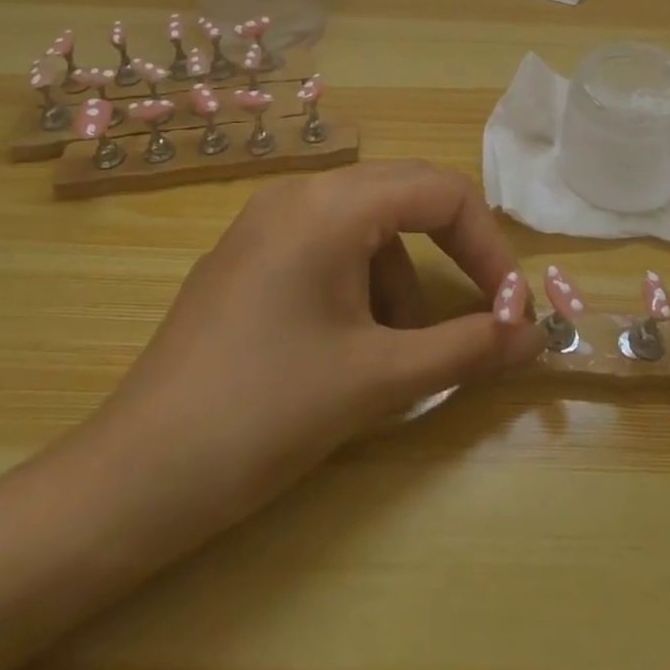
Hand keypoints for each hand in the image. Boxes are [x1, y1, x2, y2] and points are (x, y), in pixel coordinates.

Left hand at [83, 160, 544, 540]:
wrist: (135, 478)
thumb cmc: (266, 414)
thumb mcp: (378, 378)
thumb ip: (467, 347)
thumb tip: (534, 334)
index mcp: (331, 204)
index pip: (440, 192)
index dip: (489, 247)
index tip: (512, 310)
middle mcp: (299, 192)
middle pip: (405, 195)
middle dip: (453, 252)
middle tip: (484, 313)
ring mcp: (266, 219)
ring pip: (367, 224)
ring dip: (403, 276)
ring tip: (400, 351)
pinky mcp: (249, 253)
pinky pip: (329, 243)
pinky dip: (362, 281)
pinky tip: (351, 345)